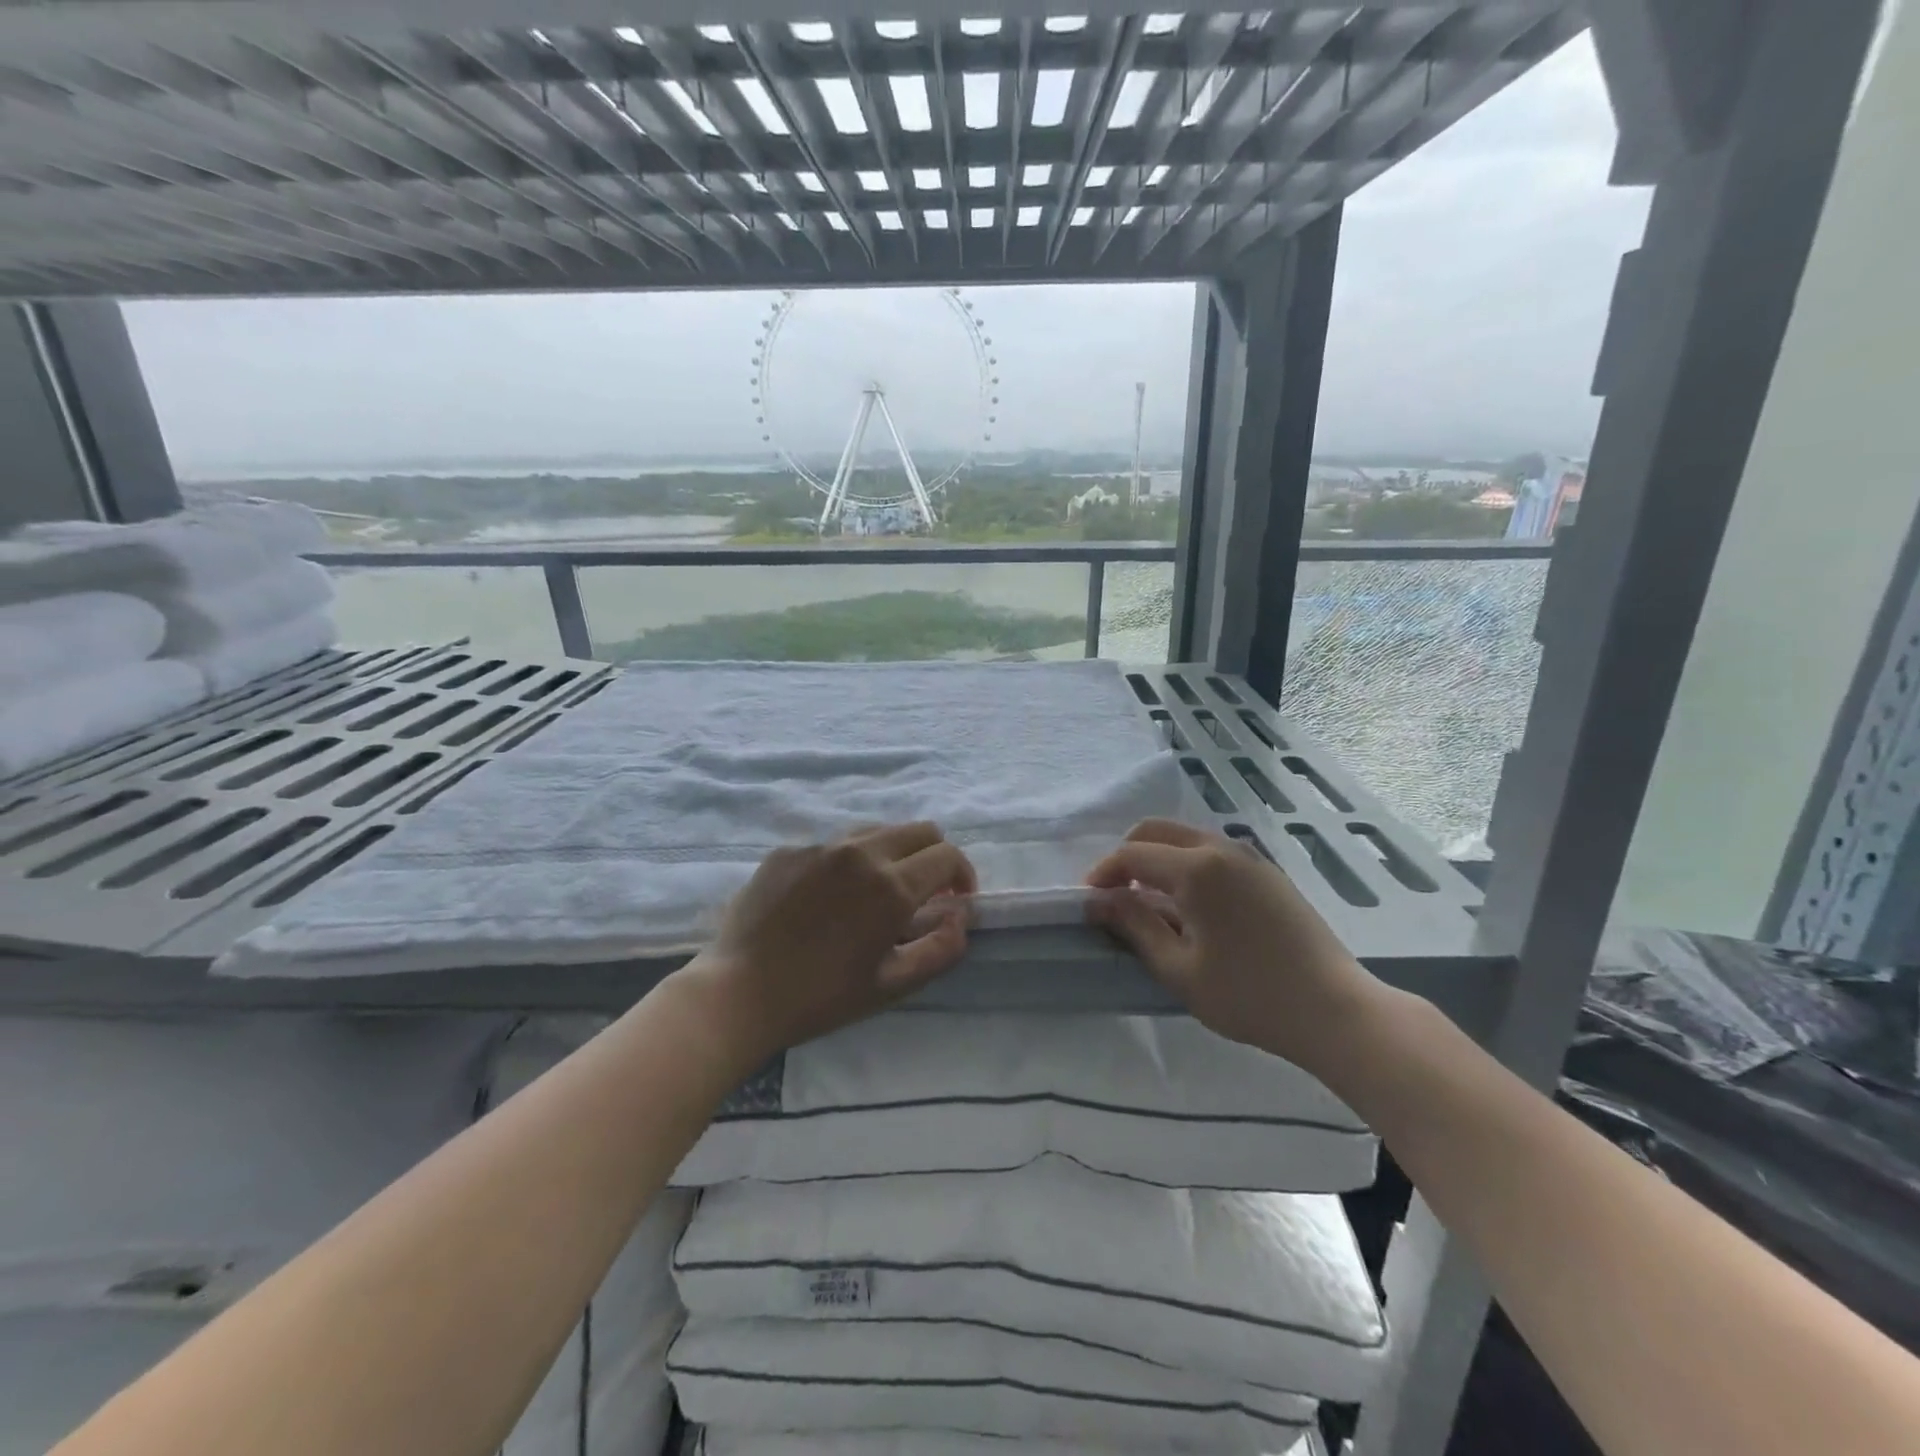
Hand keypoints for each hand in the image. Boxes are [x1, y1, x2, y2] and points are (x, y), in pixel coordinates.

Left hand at [676, 822, 976, 1064]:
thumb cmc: (822, 997)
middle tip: (924, 892)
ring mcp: (821, 846)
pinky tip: (829, 896)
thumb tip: (961, 916)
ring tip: (876, 891)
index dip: (962, 876)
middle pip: (919, 830)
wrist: (739, 992)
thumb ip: (941, 948)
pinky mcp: (789, 849)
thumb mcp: (892, 985)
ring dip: (893, 853)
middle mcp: (860, 852)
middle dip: (934, 857)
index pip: (947, 856)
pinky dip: (849, 861)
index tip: (955, 900)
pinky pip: (834, 843)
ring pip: (877, 830)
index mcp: (891, 886)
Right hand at [1086, 819, 1383, 1077]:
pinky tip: (1189, 906)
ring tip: (1149, 902)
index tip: (1089, 902)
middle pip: (1157, 830)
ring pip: (1186, 837)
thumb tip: (1098, 901)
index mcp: (1197, 869)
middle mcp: (1221, 848)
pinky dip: (1186, 863)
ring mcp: (1249, 856)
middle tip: (1115, 895)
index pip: (1133, 854)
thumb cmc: (1249, 995)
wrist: (1334, 1009)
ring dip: (1157, 857)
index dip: (1103, 874)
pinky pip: (1212, 851)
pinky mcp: (1267, 871)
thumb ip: (1135, 927)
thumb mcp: (1180, 969)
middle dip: (1127, 855)